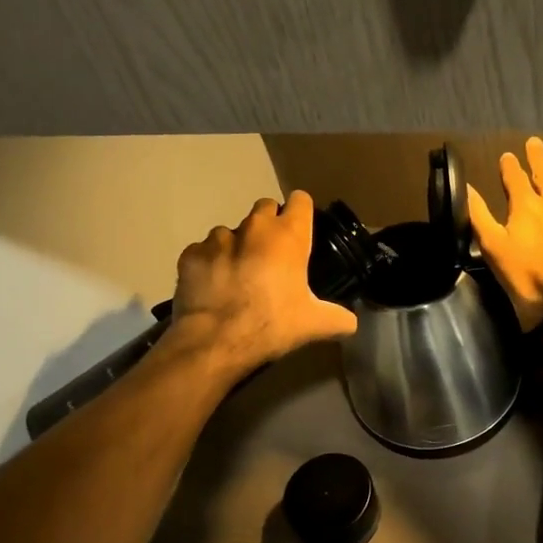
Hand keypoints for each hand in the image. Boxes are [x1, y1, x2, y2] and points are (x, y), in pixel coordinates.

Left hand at [169, 190, 358, 371]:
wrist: (215, 341)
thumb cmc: (272, 324)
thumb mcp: (315, 325)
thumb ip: (339, 319)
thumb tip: (351, 322)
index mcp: (288, 236)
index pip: (300, 201)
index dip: (301, 212)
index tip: (301, 229)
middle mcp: (254, 228)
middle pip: (265, 207)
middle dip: (269, 224)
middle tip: (272, 255)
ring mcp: (218, 239)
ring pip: (231, 231)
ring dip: (237, 246)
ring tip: (238, 275)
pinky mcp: (191, 254)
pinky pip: (202, 251)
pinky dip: (209, 264)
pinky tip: (212, 286)